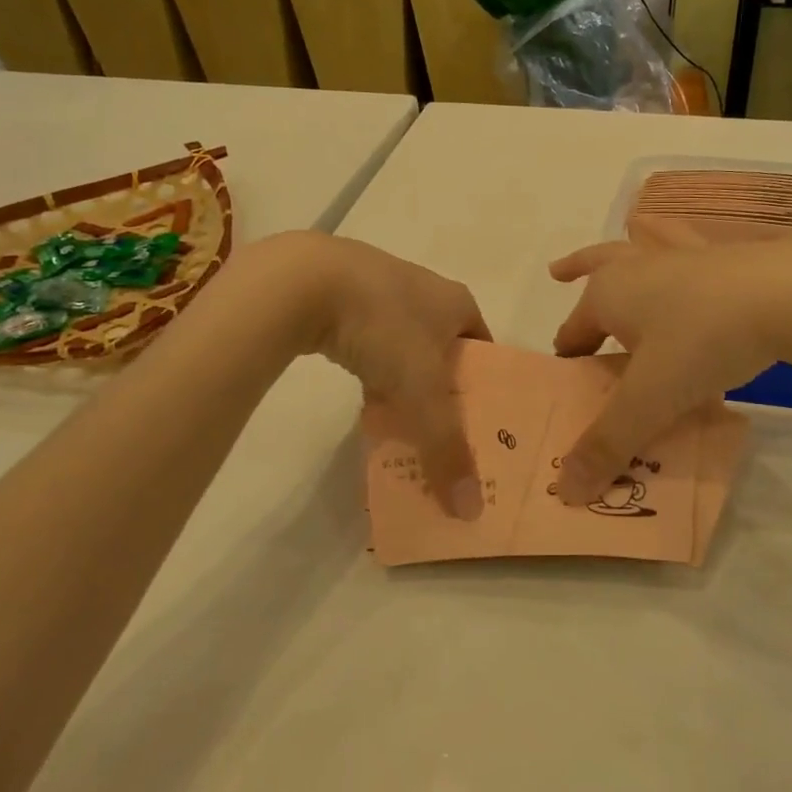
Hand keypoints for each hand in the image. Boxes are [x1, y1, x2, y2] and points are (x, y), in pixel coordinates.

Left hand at [254, 232, 491, 516]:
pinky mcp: (343, 297)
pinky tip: (363, 401)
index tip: (480, 426)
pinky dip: (372, 372)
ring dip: (406, 385)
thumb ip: (447, 449)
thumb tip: (470, 510)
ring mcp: (382, 290)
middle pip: (445, 352)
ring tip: (403, 425)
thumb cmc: (384, 327)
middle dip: (444, 392)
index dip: (486, 388)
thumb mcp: (422, 393)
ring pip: (405, 350)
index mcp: (457, 302)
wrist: (305, 281)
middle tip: (442, 434)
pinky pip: (371, 344)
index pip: (485, 350)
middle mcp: (426, 290)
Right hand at [547, 239, 791, 502]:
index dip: (567, 358)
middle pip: (597, 269)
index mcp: (607, 295)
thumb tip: (564, 491)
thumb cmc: (702, 341)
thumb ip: (608, 444)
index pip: (572, 331)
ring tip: (621, 237)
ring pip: (642, 246)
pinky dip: (680, 243)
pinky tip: (693, 247)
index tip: (570, 381)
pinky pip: (690, 246)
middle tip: (559, 273)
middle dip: (577, 271)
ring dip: (626, 247)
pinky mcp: (723, 255)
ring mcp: (681, 255)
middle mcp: (636, 267)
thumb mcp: (651, 399)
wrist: (788, 293)